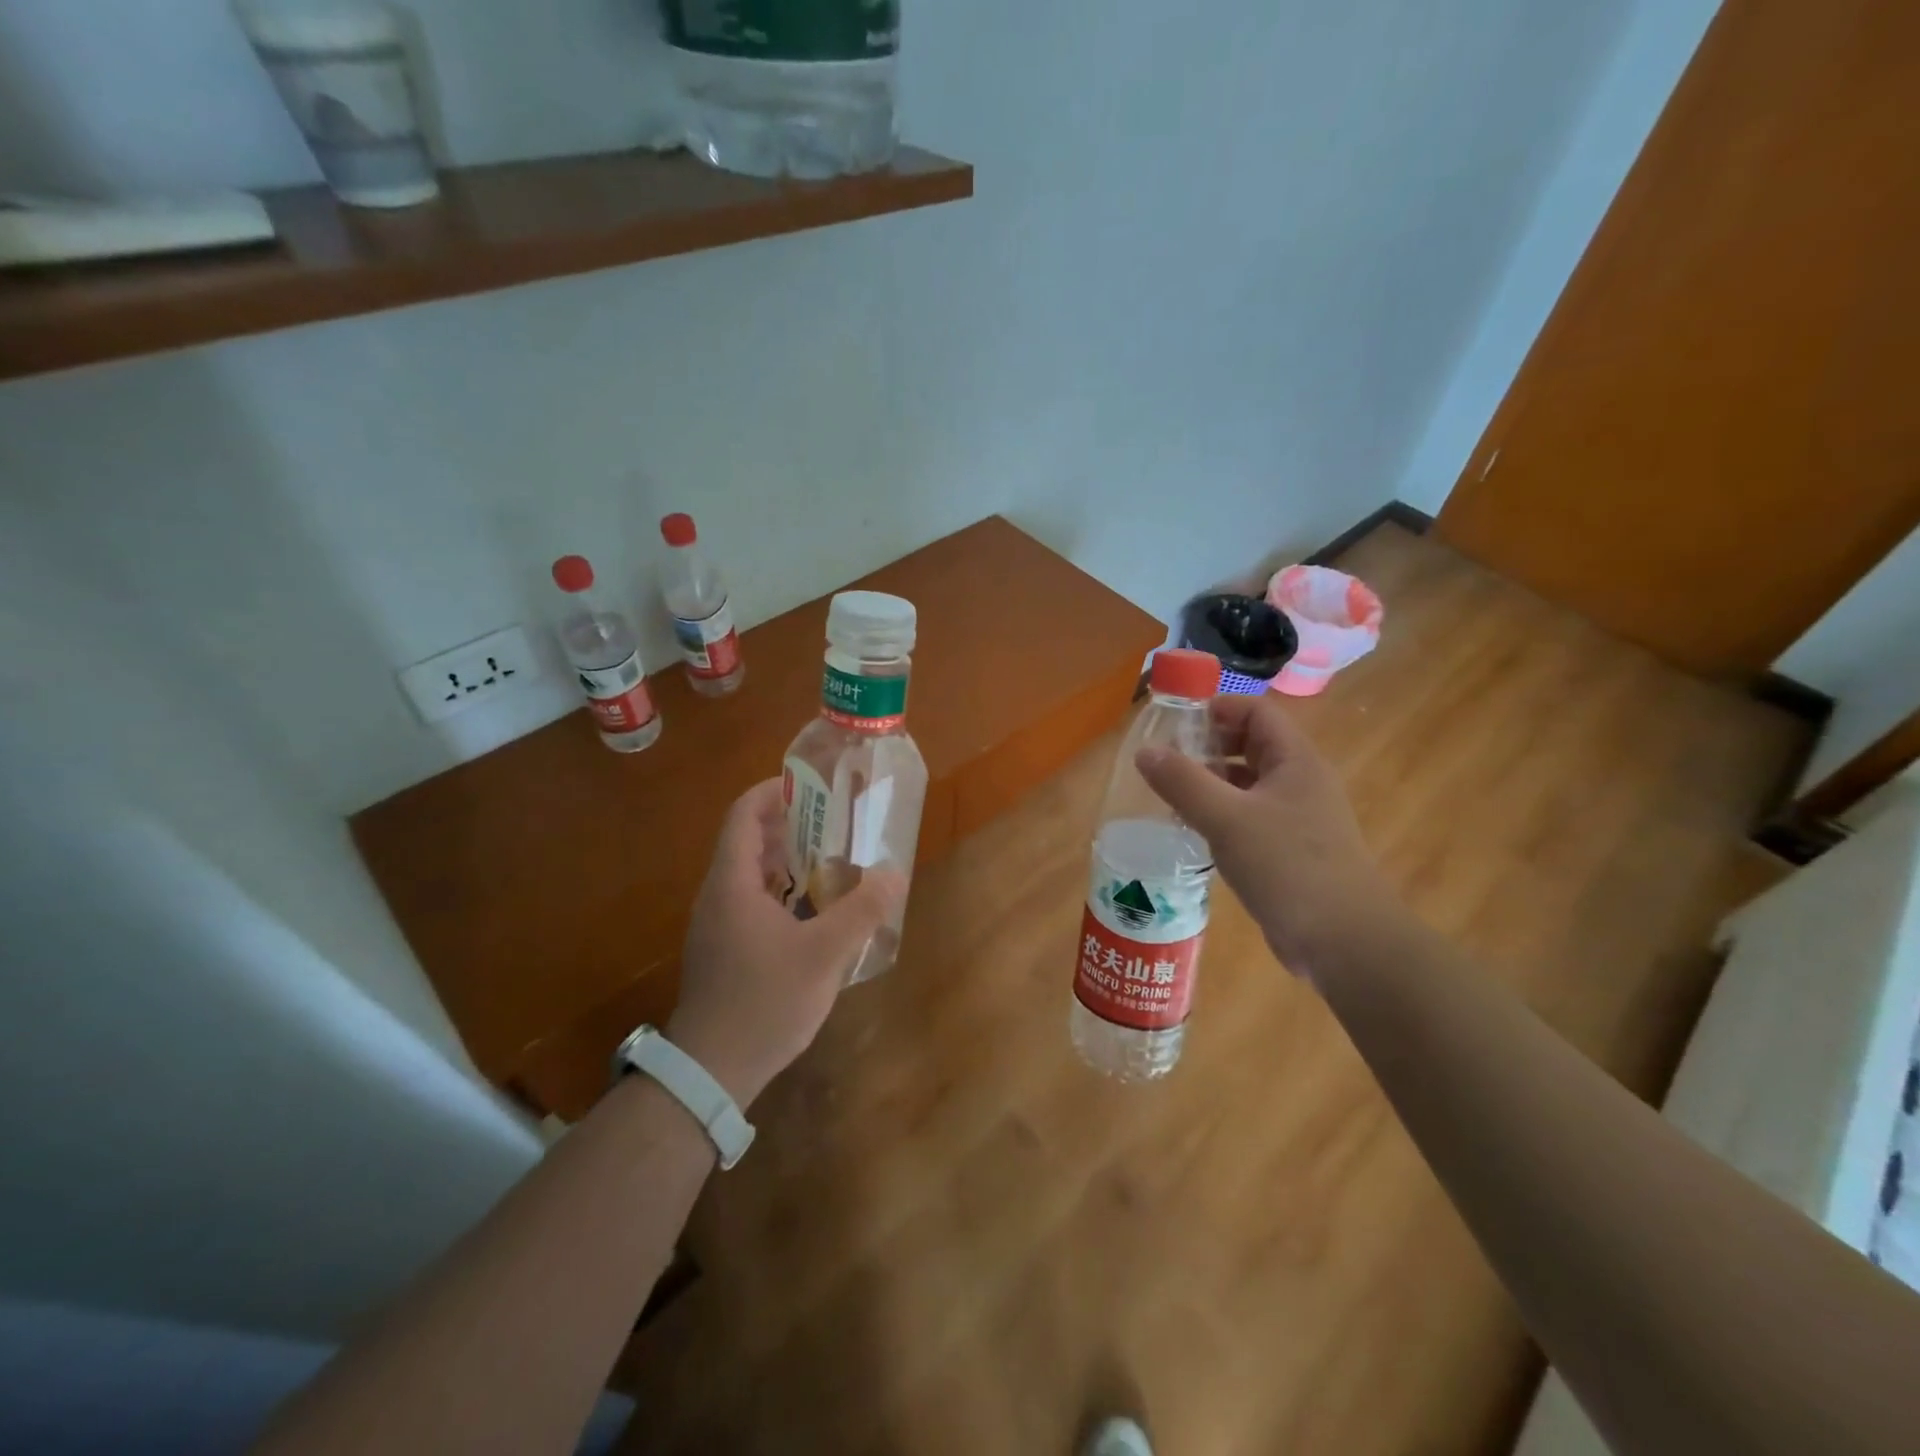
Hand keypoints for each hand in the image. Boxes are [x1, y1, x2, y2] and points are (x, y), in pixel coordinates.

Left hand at [668, 779, 901, 1108]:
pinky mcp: (723, 950)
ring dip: (786, 860)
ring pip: (750, 875)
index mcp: (732, 883)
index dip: (773, 792)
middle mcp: (717, 896)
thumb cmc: (765, 1000)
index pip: (743, 815)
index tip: (810, 787)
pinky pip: (751, 902)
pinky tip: (812, 911)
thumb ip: (861, 910)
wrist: (712, 1070)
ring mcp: (716, 925)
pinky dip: (780, 891)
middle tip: (833, 822)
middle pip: (748, 841)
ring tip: (830, 860)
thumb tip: (894, 873)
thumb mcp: (824, 954)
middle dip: (789, 825)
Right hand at [1136, 693, 1399, 982]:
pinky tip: (1194, 832)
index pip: (1257, 712)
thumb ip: (1183, 782)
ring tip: (1171, 795)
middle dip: (1209, 746)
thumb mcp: (1227, 819)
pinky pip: (1250, 818)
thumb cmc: (1288, 867)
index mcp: (1296, 761)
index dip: (1218, 708)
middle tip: (1167, 760)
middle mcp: (1301, 783)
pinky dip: (1221, 816)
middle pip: (1252, 745)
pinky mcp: (1290, 851)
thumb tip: (1145, 751)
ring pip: (1249, 784)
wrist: (1344, 941)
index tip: (1176, 723)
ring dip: (1212, 783)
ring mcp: (1299, 819)